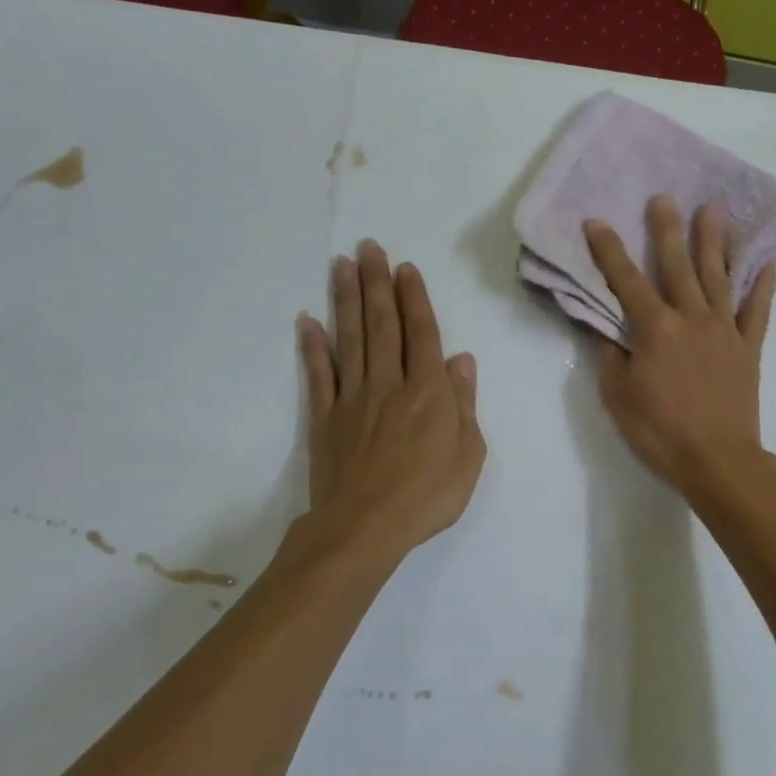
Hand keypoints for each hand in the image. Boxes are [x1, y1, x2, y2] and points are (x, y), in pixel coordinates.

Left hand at [296, 241, 485, 558]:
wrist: (365, 528)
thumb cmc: (428, 495)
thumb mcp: (468, 454)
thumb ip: (463, 403)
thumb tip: (460, 360)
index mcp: (428, 392)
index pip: (422, 334)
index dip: (415, 299)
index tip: (405, 268)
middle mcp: (389, 384)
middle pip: (382, 325)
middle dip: (377, 283)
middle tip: (369, 247)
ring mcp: (352, 399)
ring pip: (349, 339)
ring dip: (345, 300)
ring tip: (341, 265)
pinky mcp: (324, 418)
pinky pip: (318, 375)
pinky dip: (312, 346)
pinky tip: (307, 320)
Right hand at [584, 197, 775, 498]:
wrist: (718, 461)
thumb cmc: (660, 433)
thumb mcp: (618, 398)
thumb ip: (611, 358)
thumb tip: (607, 330)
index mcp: (655, 330)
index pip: (626, 281)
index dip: (609, 250)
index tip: (596, 222)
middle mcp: (692, 318)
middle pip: (677, 265)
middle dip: (667, 229)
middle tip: (665, 197)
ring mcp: (725, 330)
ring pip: (718, 276)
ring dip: (714, 241)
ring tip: (714, 209)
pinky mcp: (749, 347)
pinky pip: (758, 308)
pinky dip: (764, 283)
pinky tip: (767, 259)